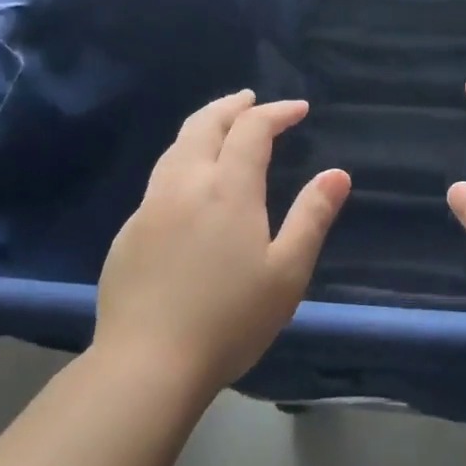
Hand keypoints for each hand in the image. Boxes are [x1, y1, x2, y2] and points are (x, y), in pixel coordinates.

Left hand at [91, 91, 348, 396]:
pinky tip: (189, 185)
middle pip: (204, 125)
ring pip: (175, 148)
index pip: (252, 130)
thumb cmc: (230, 319)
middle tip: (251, 100)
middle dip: (231, 106)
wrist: (146, 365)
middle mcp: (185, 185)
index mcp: (228, 189)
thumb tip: (337, 174)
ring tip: (220, 128)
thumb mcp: (287, 271)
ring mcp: (149, 208)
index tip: (298, 109)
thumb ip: (312, 216)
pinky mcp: (128, 234)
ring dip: (202, 127)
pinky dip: (182, 161)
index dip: (276, 112)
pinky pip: (159, 180)